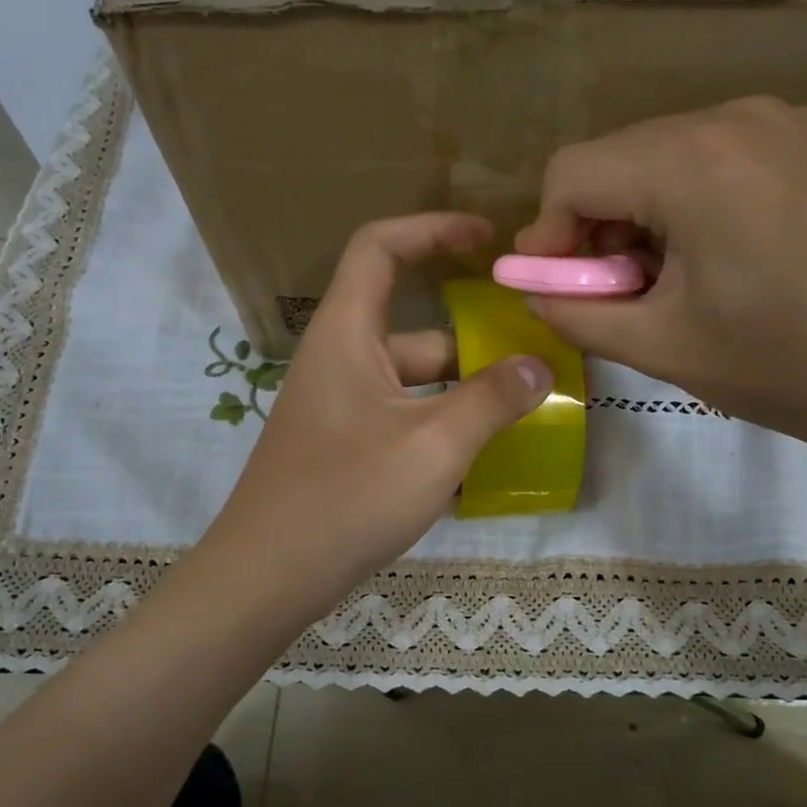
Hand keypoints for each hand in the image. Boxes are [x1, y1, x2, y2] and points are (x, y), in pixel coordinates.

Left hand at [199, 213, 552, 624]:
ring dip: (464, 392)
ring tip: (524, 411)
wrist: (268, 577)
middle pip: (413, 327)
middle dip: (473, 338)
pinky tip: (484, 460)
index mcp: (346, 335)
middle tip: (533, 355)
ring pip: (413, 383)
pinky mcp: (345, 449)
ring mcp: (341, 409)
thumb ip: (491, 400)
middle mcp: (340, 362)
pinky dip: (441, 428)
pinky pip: (403, 420)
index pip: (381, 248)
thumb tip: (538, 367)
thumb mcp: (433, 445)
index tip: (487, 240)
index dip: (433, 229)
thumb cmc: (347, 496)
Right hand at [515, 96, 806, 495]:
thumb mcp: (658, 348)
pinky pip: (745, 158)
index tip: (557, 286)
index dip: (548, 233)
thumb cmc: (782, 366)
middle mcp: (744, 116)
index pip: (573, 170)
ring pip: (685, 154)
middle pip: (629, 157)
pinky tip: (747, 260)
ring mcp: (802, 124)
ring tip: (684, 280)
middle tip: (620, 292)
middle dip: (604, 225)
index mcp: (691, 161)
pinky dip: (716, 202)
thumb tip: (532, 289)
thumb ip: (574, 313)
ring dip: (658, 214)